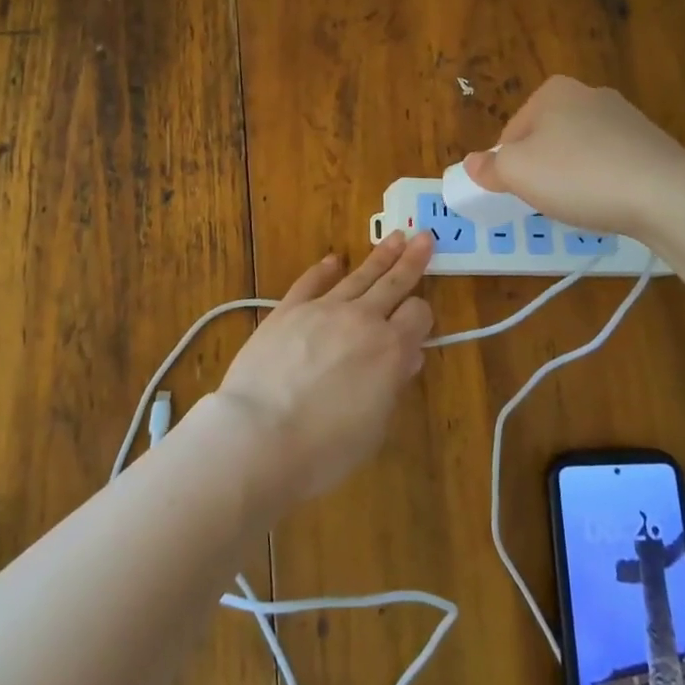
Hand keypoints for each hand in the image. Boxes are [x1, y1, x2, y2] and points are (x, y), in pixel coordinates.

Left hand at [214, 230, 434, 501]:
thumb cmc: (325, 447)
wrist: (259, 436)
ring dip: (379, 256)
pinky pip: (311, 282)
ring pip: (358, 275)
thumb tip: (407, 357)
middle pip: (393, 282)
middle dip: (412, 260)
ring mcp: (322, 309)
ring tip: (395, 237)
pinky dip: (324, 269)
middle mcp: (362, 319)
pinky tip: (334, 260)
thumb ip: (392, 385)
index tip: (420, 321)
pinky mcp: (288, 310)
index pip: (418, 315)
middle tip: (424, 237)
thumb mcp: (374, 426)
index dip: (422, 316)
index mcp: (391, 348)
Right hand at [461, 76, 684, 239]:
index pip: (512, 132)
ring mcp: (626, 118)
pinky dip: (604, 183)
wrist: (665, 194)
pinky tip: (609, 203)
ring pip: (580, 152)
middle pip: (546, 139)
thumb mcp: (517, 173)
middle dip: (542, 169)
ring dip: (573, 177)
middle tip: (546, 200)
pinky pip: (611, 165)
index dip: (508, 166)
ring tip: (580, 205)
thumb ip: (489, 167)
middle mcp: (590, 94)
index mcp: (553, 91)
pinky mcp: (652, 144)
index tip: (518, 192)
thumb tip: (472, 164)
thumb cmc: (578, 175)